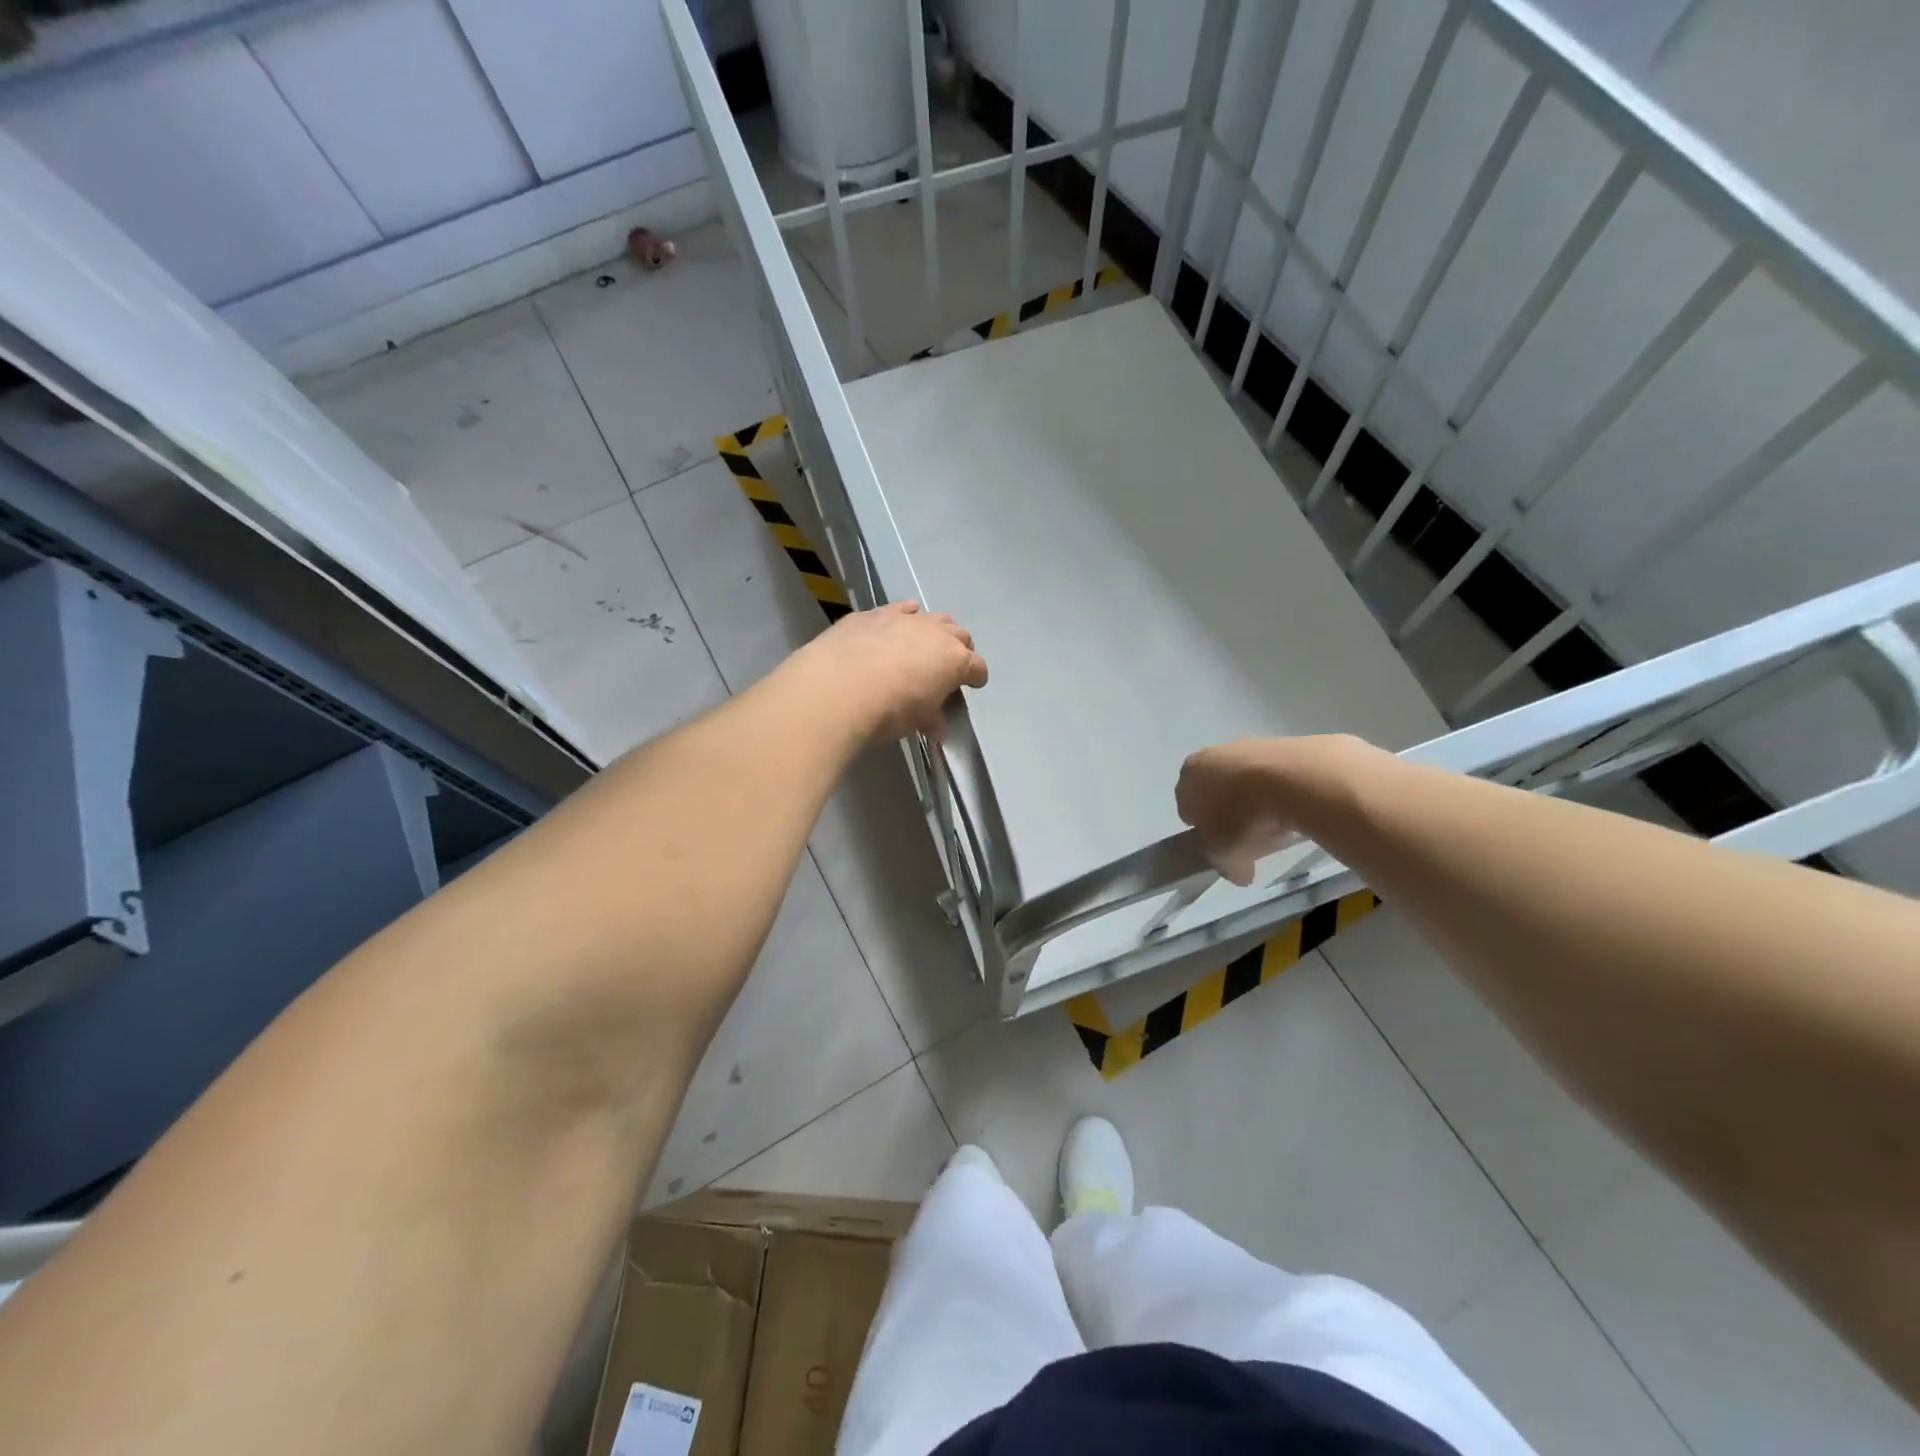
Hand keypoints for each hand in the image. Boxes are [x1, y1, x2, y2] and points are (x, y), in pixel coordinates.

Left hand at [792, 601, 988, 740]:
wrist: (838, 688)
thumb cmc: (889, 710)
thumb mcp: (916, 721)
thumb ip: (930, 719)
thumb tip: (936, 726)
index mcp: (954, 660)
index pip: (976, 667)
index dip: (976, 677)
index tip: (973, 684)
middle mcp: (935, 633)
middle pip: (959, 636)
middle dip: (960, 649)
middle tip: (949, 665)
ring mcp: (904, 619)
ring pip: (932, 617)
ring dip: (935, 629)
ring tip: (926, 643)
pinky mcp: (874, 614)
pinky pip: (899, 609)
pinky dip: (904, 615)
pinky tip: (898, 621)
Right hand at [1175, 738, 1304, 885]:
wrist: (1295, 778)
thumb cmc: (1243, 817)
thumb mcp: (1225, 855)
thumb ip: (1225, 866)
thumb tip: (1240, 874)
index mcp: (1188, 775)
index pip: (1187, 807)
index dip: (1204, 830)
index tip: (1223, 847)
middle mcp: (1212, 754)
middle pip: (1217, 790)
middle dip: (1231, 813)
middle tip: (1250, 837)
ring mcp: (1248, 745)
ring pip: (1246, 782)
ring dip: (1257, 802)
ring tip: (1278, 825)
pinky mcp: (1282, 743)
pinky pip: (1276, 775)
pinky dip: (1282, 791)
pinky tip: (1295, 808)